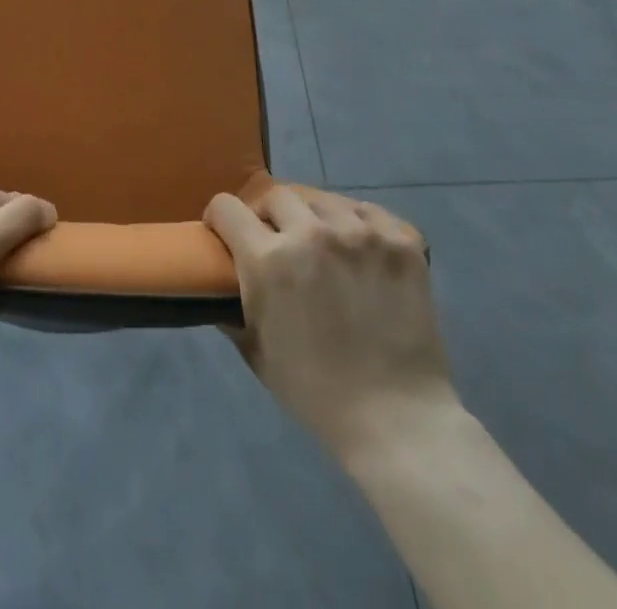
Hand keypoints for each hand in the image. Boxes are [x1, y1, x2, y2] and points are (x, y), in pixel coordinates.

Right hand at [205, 186, 455, 461]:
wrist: (398, 421)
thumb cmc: (317, 393)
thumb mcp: (256, 352)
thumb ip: (231, 308)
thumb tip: (216, 282)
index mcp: (269, 260)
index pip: (226, 207)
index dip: (220, 219)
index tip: (227, 234)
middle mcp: (311, 234)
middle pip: (275, 195)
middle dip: (269, 216)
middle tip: (278, 242)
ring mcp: (361, 233)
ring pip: (322, 200)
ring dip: (314, 218)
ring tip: (323, 245)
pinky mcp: (401, 240)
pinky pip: (368, 211)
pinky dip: (359, 224)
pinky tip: (361, 249)